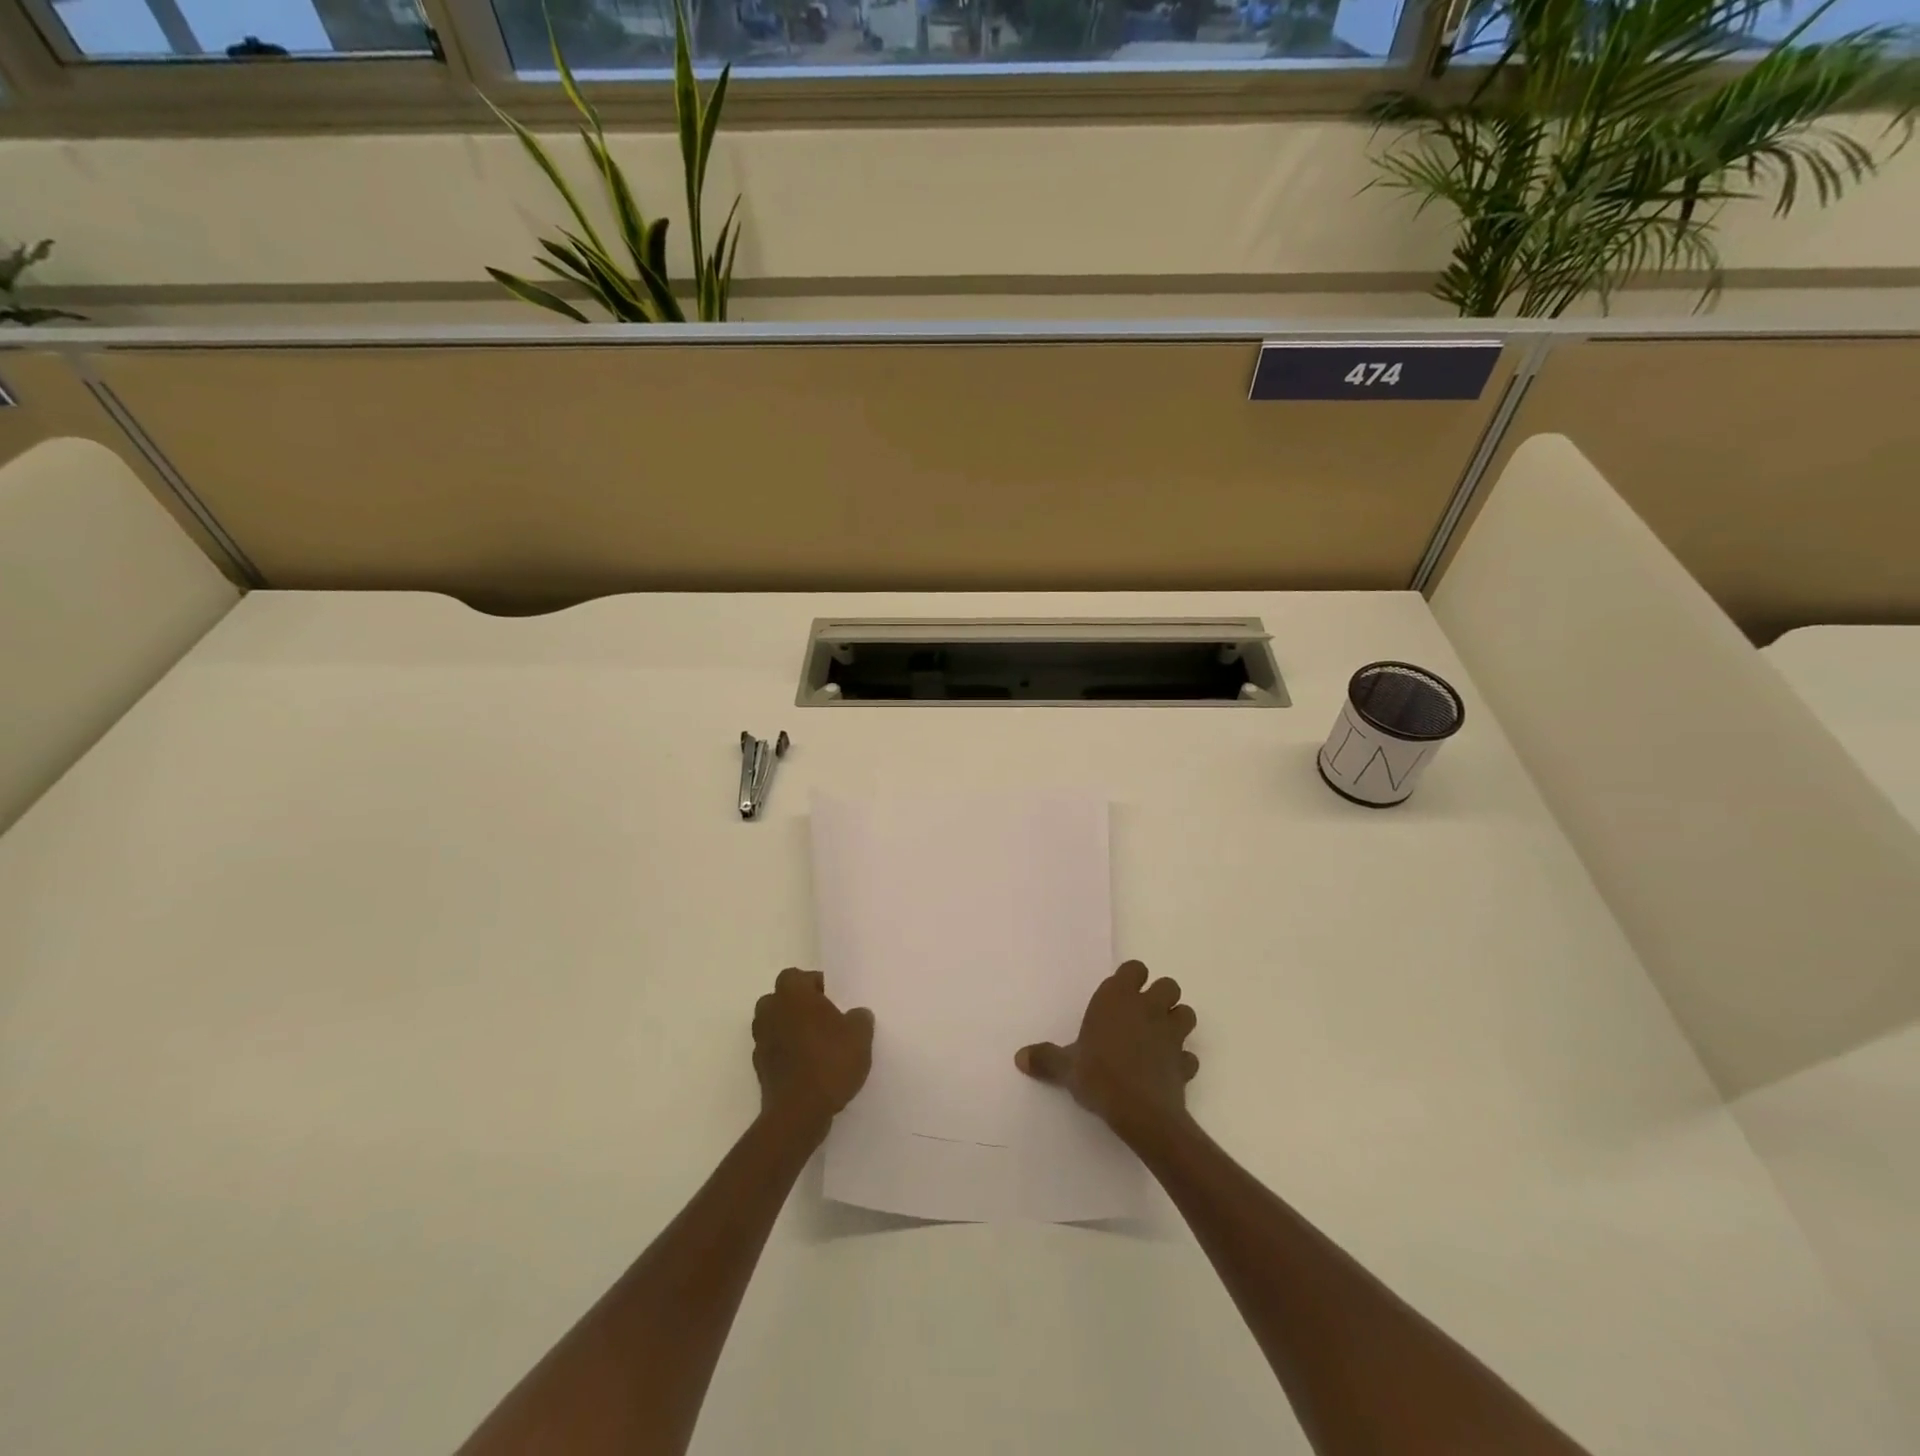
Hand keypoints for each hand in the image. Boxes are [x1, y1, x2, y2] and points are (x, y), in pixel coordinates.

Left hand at [753, 967, 874, 1135]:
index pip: (798, 976)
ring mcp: (760, 1041)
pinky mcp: (759, 1068)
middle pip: (782, 999)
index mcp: (791, 993)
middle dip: (800, 1006)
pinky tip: (809, 1068)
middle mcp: (770, 1011)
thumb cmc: (830, 1061)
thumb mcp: (860, 1035)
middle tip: (826, 1020)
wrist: (799, 1113)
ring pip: (776, 1025)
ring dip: (792, 1030)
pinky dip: (788, 1054)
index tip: (835, 1000)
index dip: (816, 985)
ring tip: (818, 1046)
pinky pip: (775, 1051)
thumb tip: (856, 1014)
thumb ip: (859, 1017)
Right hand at [1015, 960, 1198, 1145]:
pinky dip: (1182, 1060)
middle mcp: (1148, 1008)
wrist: (1139, 1112)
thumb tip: (1019, 1057)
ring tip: (1159, 1037)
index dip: (1131, 979)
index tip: (1121, 994)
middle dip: (1160, 996)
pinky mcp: (1184, 1063)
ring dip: (1177, 1021)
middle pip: (1168, 985)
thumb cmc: (1097, 1076)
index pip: (1134, 969)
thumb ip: (1045, 1058)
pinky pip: (1189, 1056)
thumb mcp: (1065, 1067)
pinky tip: (1168, 1071)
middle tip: (1142, 1014)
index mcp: (1117, 998)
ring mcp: (1171, 1034)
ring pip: (1186, 1014)